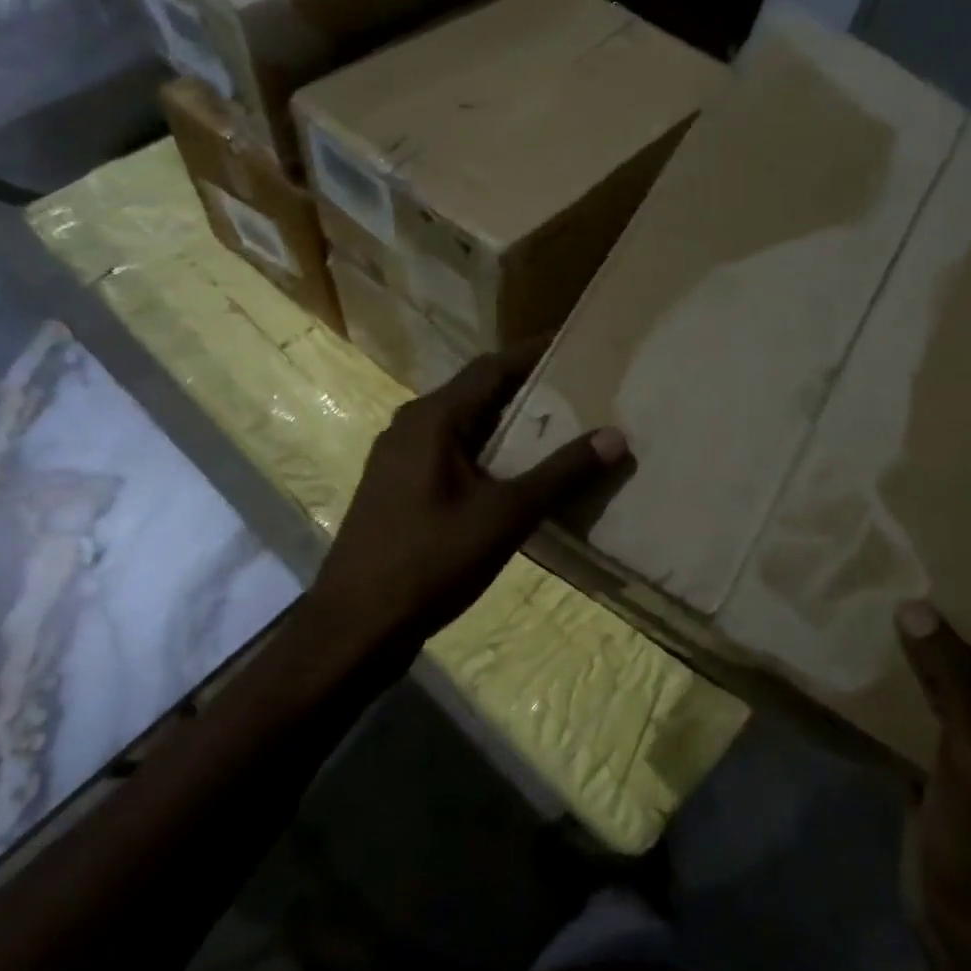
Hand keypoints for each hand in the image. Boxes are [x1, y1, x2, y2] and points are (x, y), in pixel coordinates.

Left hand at [312, 346, 626, 647]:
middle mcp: (411, 426)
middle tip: (578, 391)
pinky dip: (485, 454)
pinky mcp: (397, 488)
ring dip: (506, 425)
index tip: (575, 345)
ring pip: (463, 426)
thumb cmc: (430, 561)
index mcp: (432, 418)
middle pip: (477, 393)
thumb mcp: (505, 516)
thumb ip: (560, 474)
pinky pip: (449, 454)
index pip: (492, 367)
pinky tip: (513, 476)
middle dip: (526, 390)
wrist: (355, 625)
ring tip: (556, 430)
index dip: (534, 353)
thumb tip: (614, 436)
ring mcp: (398, 458)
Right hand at [897, 564, 970, 970]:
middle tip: (935, 513)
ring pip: (951, 647)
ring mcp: (965, 722)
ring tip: (890, 555)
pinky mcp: (931, 744)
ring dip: (931, 605)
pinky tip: (861, 628)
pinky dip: (897, 650)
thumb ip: (952, 684)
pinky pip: (915, 680)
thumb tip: (916, 602)